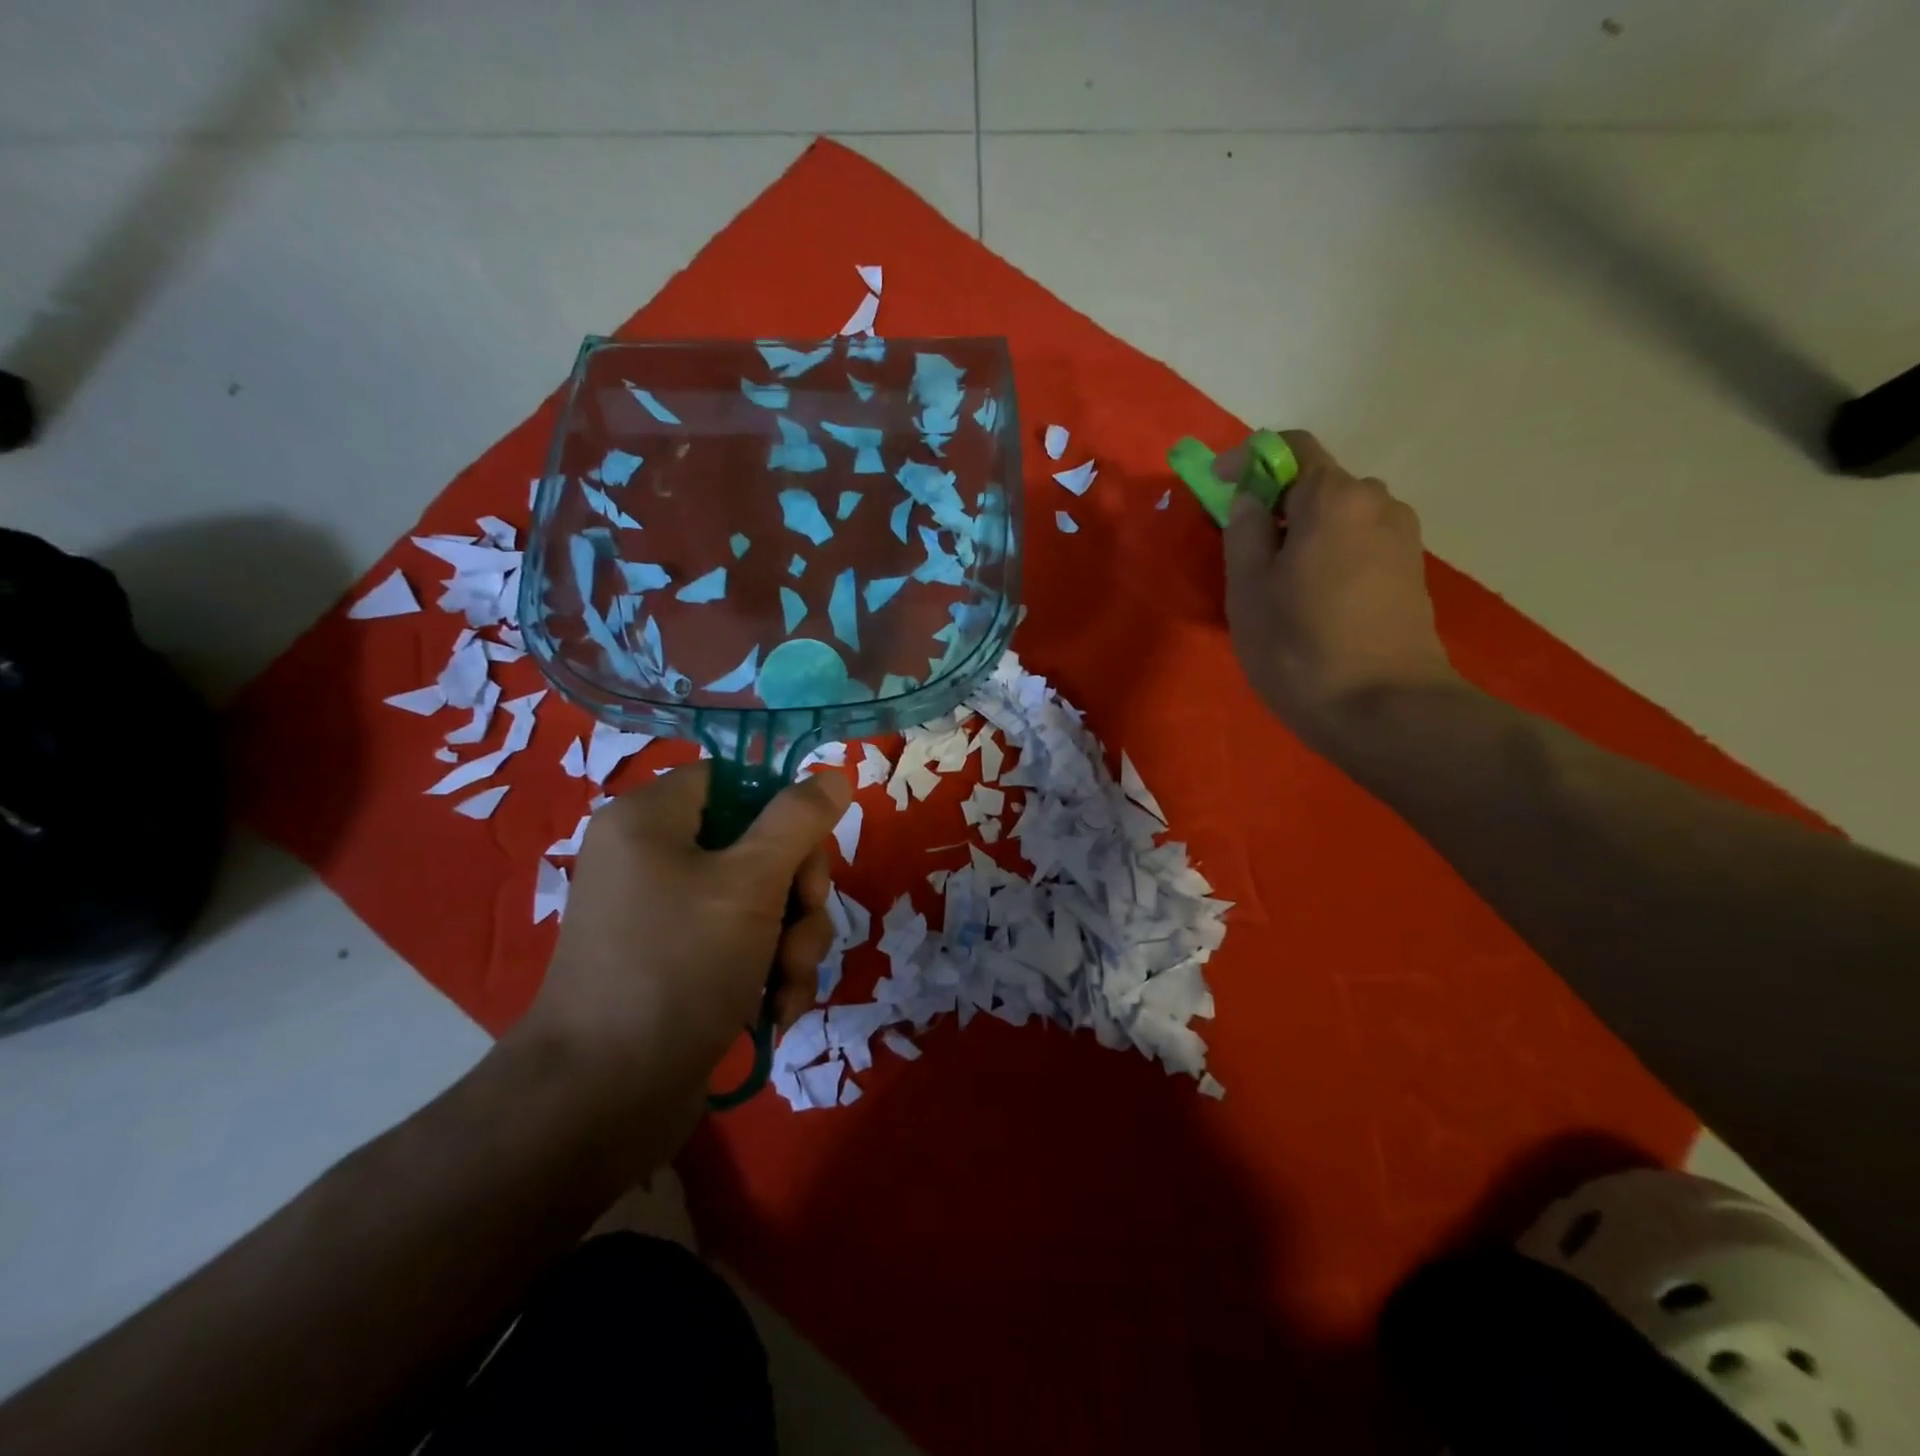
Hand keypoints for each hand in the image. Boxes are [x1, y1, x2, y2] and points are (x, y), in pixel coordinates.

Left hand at [511, 762, 850, 1143]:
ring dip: (794, 940)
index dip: (780, 806)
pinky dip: (770, 973)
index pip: (733, 779)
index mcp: (652, 820)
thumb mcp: (750, 883)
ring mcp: (668, 916)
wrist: (602, 1101)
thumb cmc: (677, 968)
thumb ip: (797, 821)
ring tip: (789, 983)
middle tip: (803, 925)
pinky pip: (745, 945)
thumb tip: (833, 775)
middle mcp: (655, 859)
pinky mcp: (682, 965)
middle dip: (798, 891)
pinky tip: (777, 1009)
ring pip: (762, 901)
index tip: (808, 847)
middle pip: (758, 843)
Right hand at [1219, 430, 1458, 749]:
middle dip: (1276, 505)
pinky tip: (1313, 602)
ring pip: (1339, 518)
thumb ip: (1243, 530)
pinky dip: (1329, 556)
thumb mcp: (1248, 589)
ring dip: (1304, 534)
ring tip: (1277, 584)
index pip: (1289, 447)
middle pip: (1317, 484)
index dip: (1247, 459)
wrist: (1385, 709)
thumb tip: (1249, 497)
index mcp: (1334, 496)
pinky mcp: (1410, 574)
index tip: (1215, 486)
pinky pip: (1359, 545)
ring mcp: (1402, 539)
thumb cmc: (1300, 646)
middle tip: (1243, 550)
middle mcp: (1378, 502)